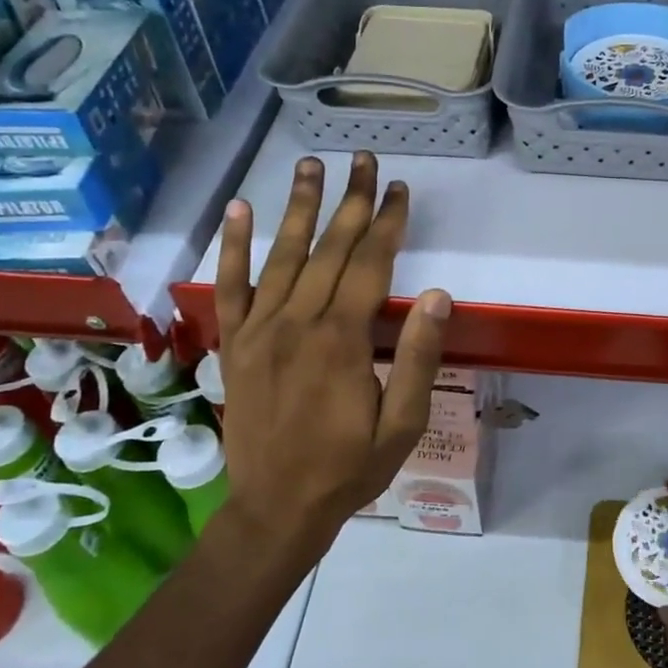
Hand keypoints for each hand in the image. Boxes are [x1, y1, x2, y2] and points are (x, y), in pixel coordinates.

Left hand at [213, 152, 451, 549]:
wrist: (276, 508)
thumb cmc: (349, 468)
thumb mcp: (401, 423)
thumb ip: (416, 357)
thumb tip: (437, 295)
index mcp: (341, 341)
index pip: (369, 265)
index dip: (387, 223)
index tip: (399, 188)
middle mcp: (297, 322)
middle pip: (329, 249)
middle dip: (351, 201)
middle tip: (364, 159)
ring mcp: (259, 330)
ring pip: (282, 256)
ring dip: (298, 207)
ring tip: (311, 165)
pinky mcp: (235, 344)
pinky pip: (230, 287)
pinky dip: (234, 246)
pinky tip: (240, 210)